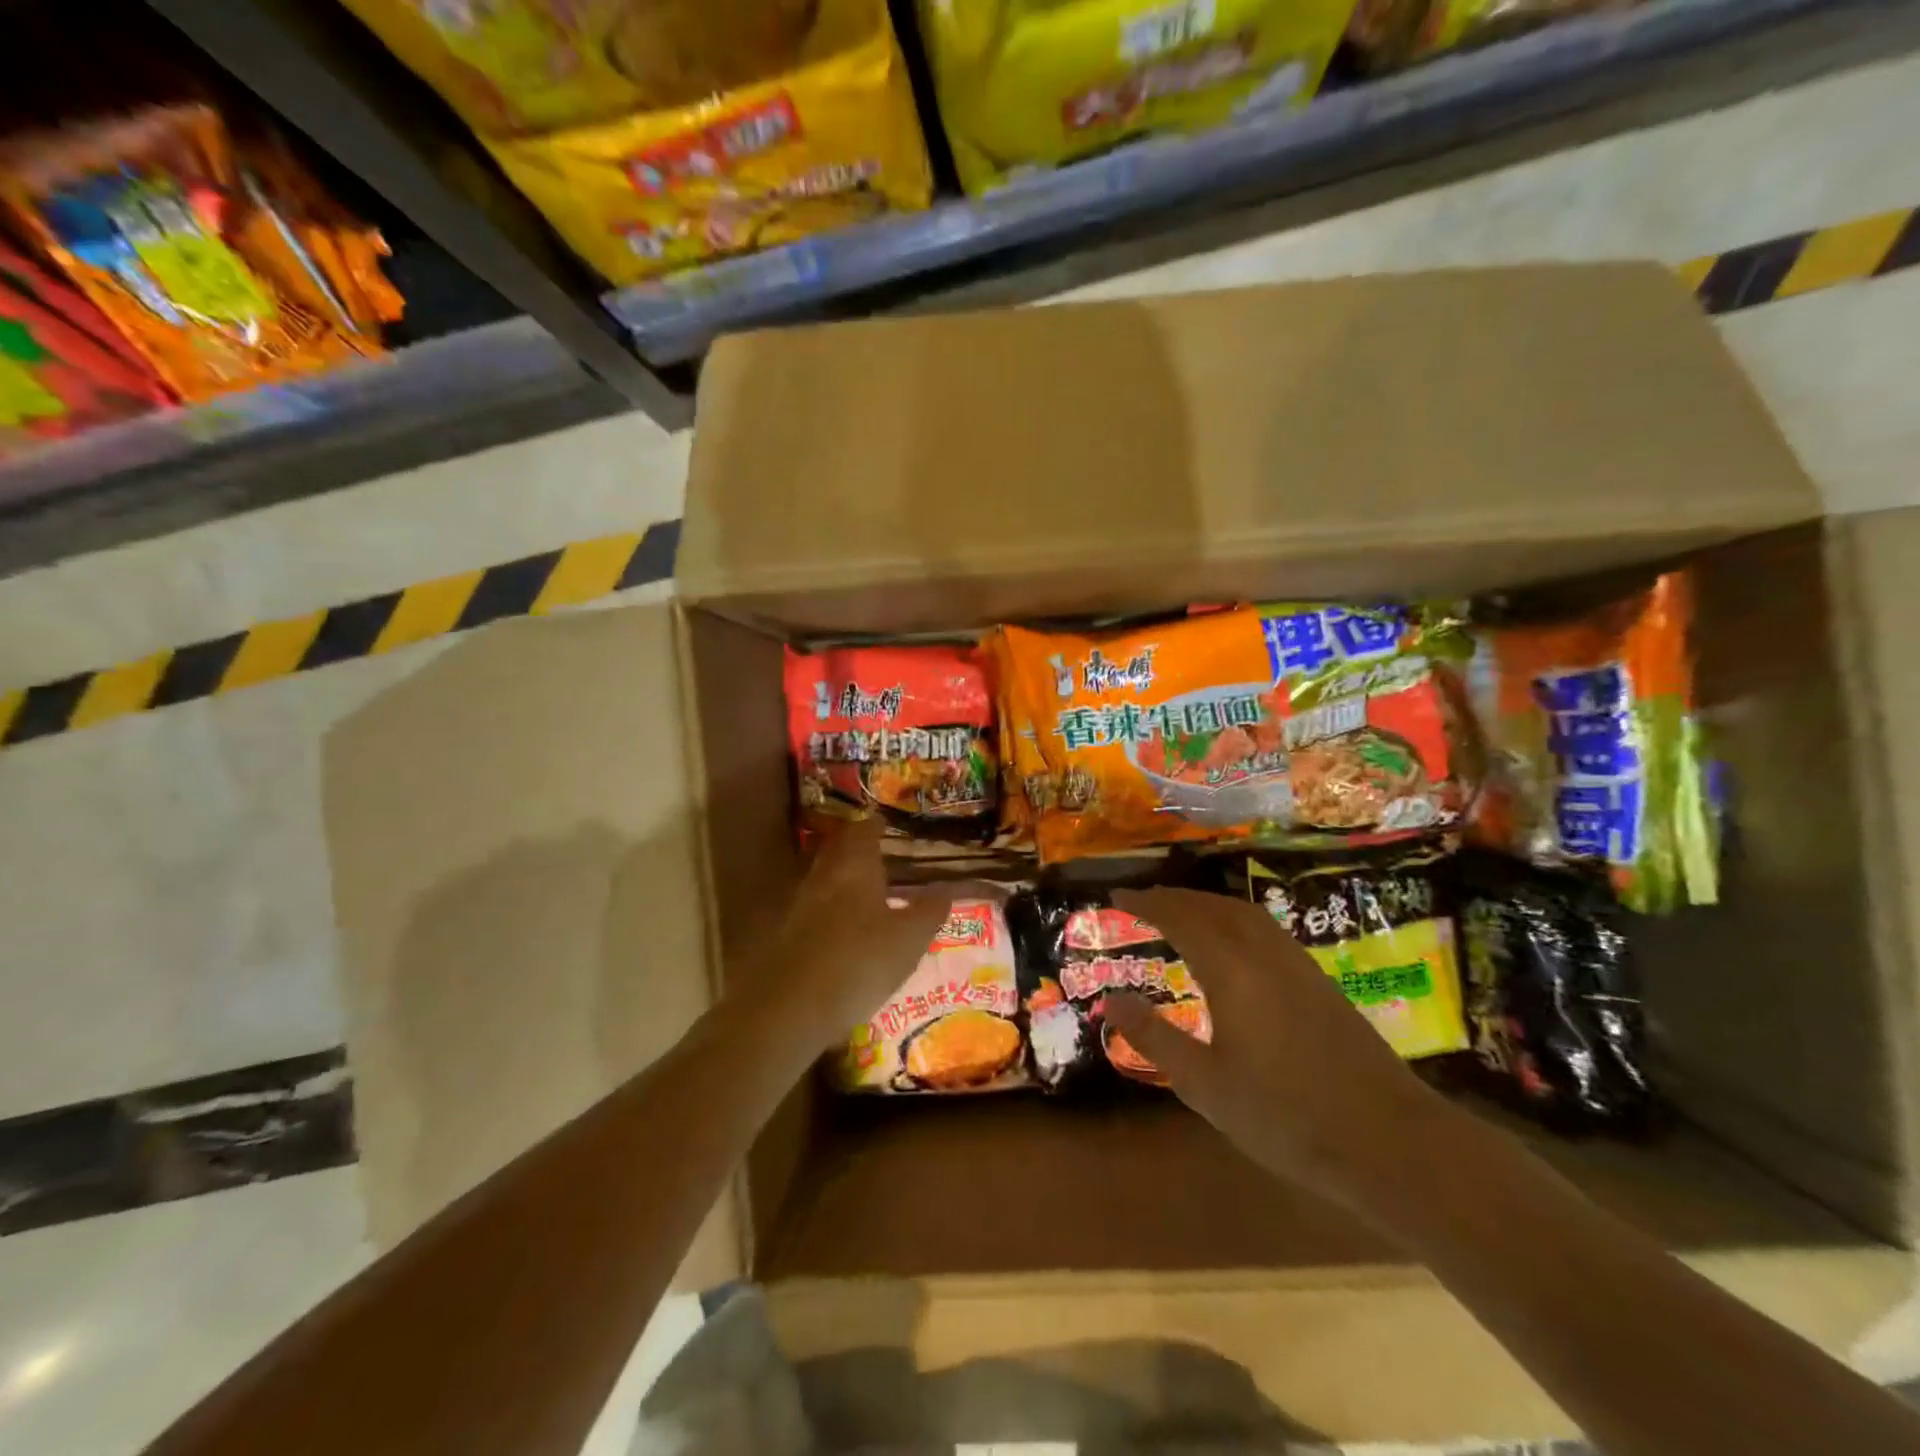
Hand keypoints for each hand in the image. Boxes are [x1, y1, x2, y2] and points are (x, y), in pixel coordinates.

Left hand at [749, 820, 969, 1056]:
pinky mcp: (786, 936)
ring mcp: (800, 906)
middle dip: (854, 847)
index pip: (863, 832)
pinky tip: (842, 927)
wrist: (790, 1008)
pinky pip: (813, 909)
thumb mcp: (909, 939)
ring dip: (841, 878)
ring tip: (864, 888)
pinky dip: (829, 909)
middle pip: (837, 851)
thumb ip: (929, 910)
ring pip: (823, 879)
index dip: (874, 826)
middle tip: (875, 850)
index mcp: (855, 867)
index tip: (885, 823)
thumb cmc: (860, 962)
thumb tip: (946, 887)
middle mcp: (823, 877)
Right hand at [1104, 886, 1451, 1213]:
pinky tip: (1236, 946)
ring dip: (1207, 904)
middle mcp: (1264, 954)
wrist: (1391, 1142)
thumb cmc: (1286, 1116)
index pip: (1179, 918)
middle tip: (1143, 900)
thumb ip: (1154, 1037)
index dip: (1145, 903)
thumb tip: (1112, 1000)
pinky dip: (1236, 920)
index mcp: (1231, 970)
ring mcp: (1298, 965)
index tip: (1116, 894)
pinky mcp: (1321, 983)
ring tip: (1183, 913)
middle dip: (1174, 897)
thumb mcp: (1205, 1085)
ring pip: (1245, 914)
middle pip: (1213, 907)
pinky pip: (1266, 929)